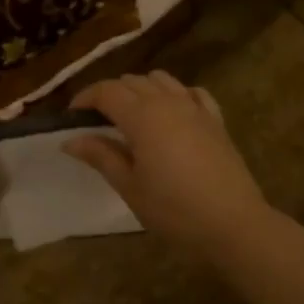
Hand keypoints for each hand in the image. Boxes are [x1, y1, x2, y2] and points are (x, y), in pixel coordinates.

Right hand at [63, 72, 272, 254]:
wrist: (233, 223)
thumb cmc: (173, 209)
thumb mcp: (129, 186)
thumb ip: (101, 156)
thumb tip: (70, 140)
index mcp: (141, 116)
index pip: (106, 91)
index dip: (85, 98)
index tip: (71, 115)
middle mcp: (167, 101)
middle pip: (131, 81)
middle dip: (109, 93)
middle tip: (96, 120)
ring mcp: (195, 108)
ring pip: (161, 80)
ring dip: (140, 89)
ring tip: (131, 114)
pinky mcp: (216, 120)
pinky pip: (191, 92)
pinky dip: (175, 94)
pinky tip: (171, 112)